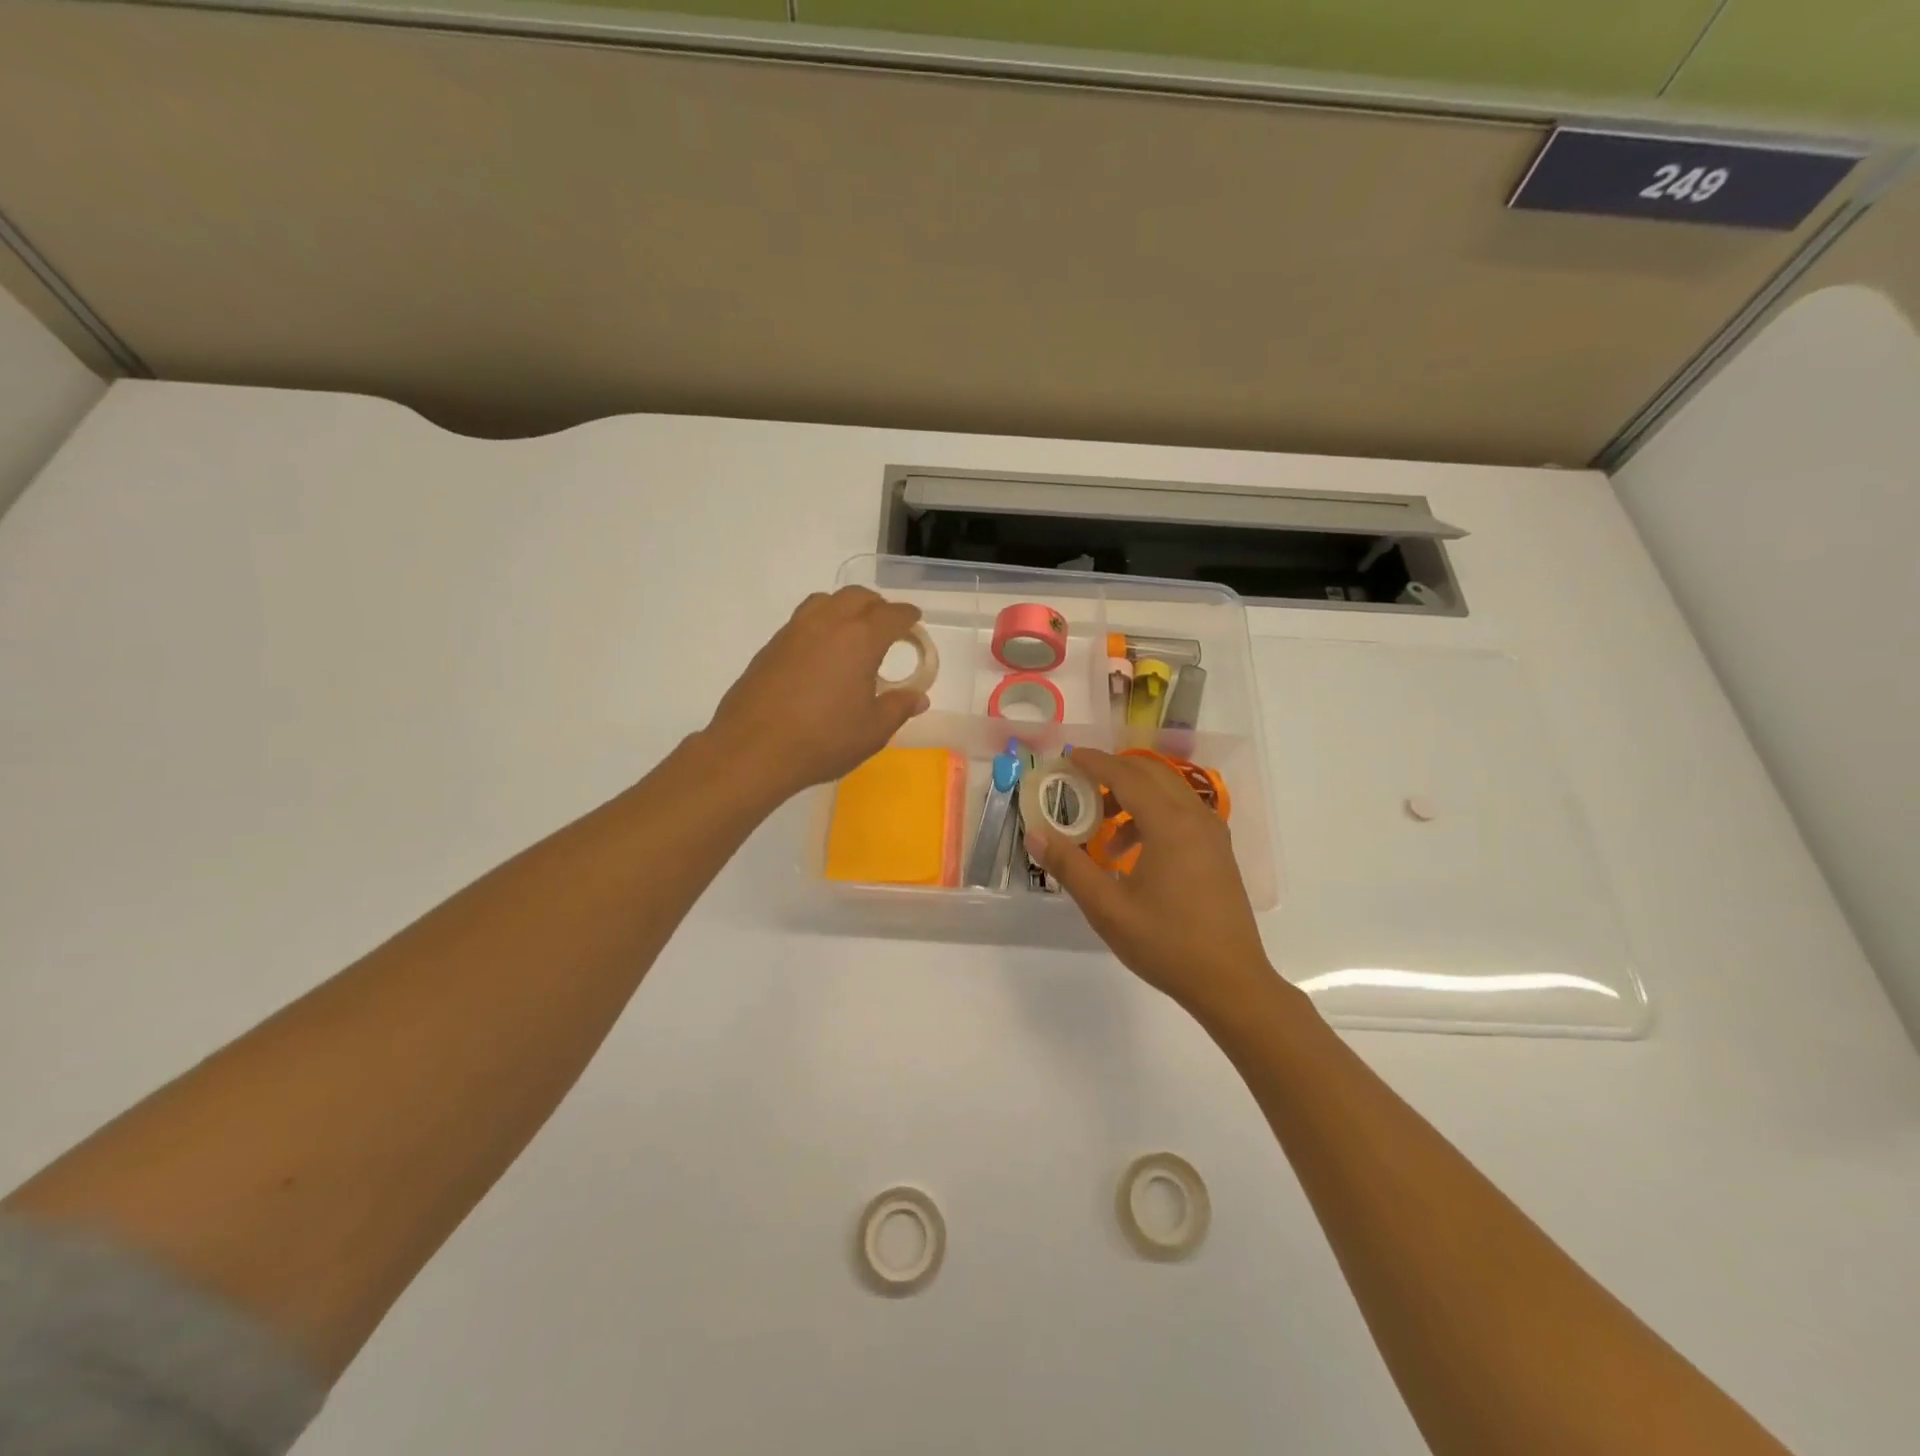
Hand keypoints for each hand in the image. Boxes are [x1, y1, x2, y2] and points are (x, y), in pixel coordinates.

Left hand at [705, 587, 929, 801]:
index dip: (908, 617)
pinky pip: (803, 620)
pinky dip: (821, 625)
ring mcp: (794, 631)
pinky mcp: (771, 646)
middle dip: (878, 606)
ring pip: (826, 601)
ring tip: (853, 634)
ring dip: (845, 608)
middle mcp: (827, 623)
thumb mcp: (872, 731)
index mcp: (860, 639)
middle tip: (887, 627)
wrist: (752, 749)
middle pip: (858, 597)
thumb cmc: (823, 740)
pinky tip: (821, 654)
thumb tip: (918, 697)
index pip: (892, 615)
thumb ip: (898, 708)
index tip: (914, 623)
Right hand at [1025, 748, 1278, 1015]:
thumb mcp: (1108, 909)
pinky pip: (1181, 812)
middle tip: (1078, 783)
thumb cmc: (1166, 944)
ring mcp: (1212, 834)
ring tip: (1100, 825)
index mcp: (1170, 824)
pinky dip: (1151, 814)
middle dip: (1113, 772)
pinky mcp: (1218, 851)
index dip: (1094, 763)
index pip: (1126, 775)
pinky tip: (1131, 851)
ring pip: (1168, 792)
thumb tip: (1035, 835)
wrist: (1231, 983)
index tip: (1067, 757)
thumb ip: (1070, 867)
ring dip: (1132, 794)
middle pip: (1150, 774)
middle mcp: (1196, 817)